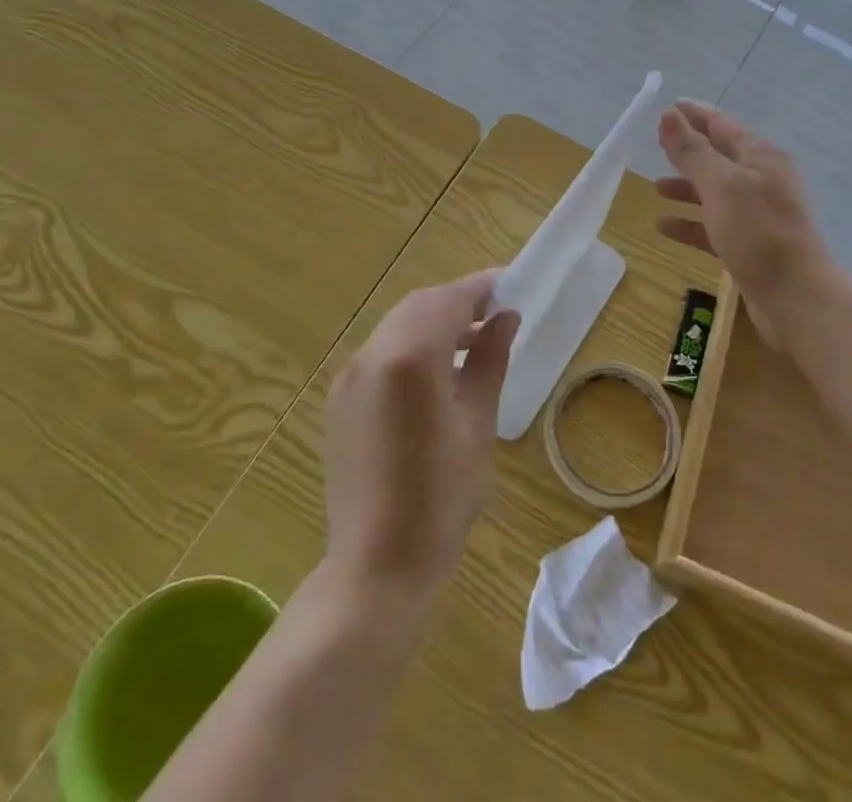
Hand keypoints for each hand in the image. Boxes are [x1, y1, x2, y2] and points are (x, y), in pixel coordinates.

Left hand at [323, 272, 519, 607]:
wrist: (374, 567)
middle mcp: (373, 353)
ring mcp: (350, 375)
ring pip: (398, 325)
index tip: (510, 284)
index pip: (449, 300)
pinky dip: (411, 345)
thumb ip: (489, 362)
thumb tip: (506, 317)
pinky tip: (437, 373)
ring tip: (474, 342)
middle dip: (458, 301)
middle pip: (420, 305)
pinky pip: (381, 351)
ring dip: (435, 322)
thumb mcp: (477, 426)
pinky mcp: (340, 398)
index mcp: (410, 357)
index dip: (481, 287)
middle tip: (496, 314)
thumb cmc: (440, 500)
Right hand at [655, 100, 833, 316]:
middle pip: (719, 158)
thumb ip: (692, 151)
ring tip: (656, 188)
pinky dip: (691, 223)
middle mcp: (762, 181)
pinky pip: (714, 226)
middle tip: (657, 144)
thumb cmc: (758, 232)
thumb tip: (669, 115)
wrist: (796, 298)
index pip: (723, 125)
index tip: (669, 107)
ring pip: (715, 193)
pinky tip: (664, 227)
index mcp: (761, 157)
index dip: (695, 115)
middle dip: (689, 151)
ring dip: (687, 188)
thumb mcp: (720, 185)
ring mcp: (758, 215)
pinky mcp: (750, 246)